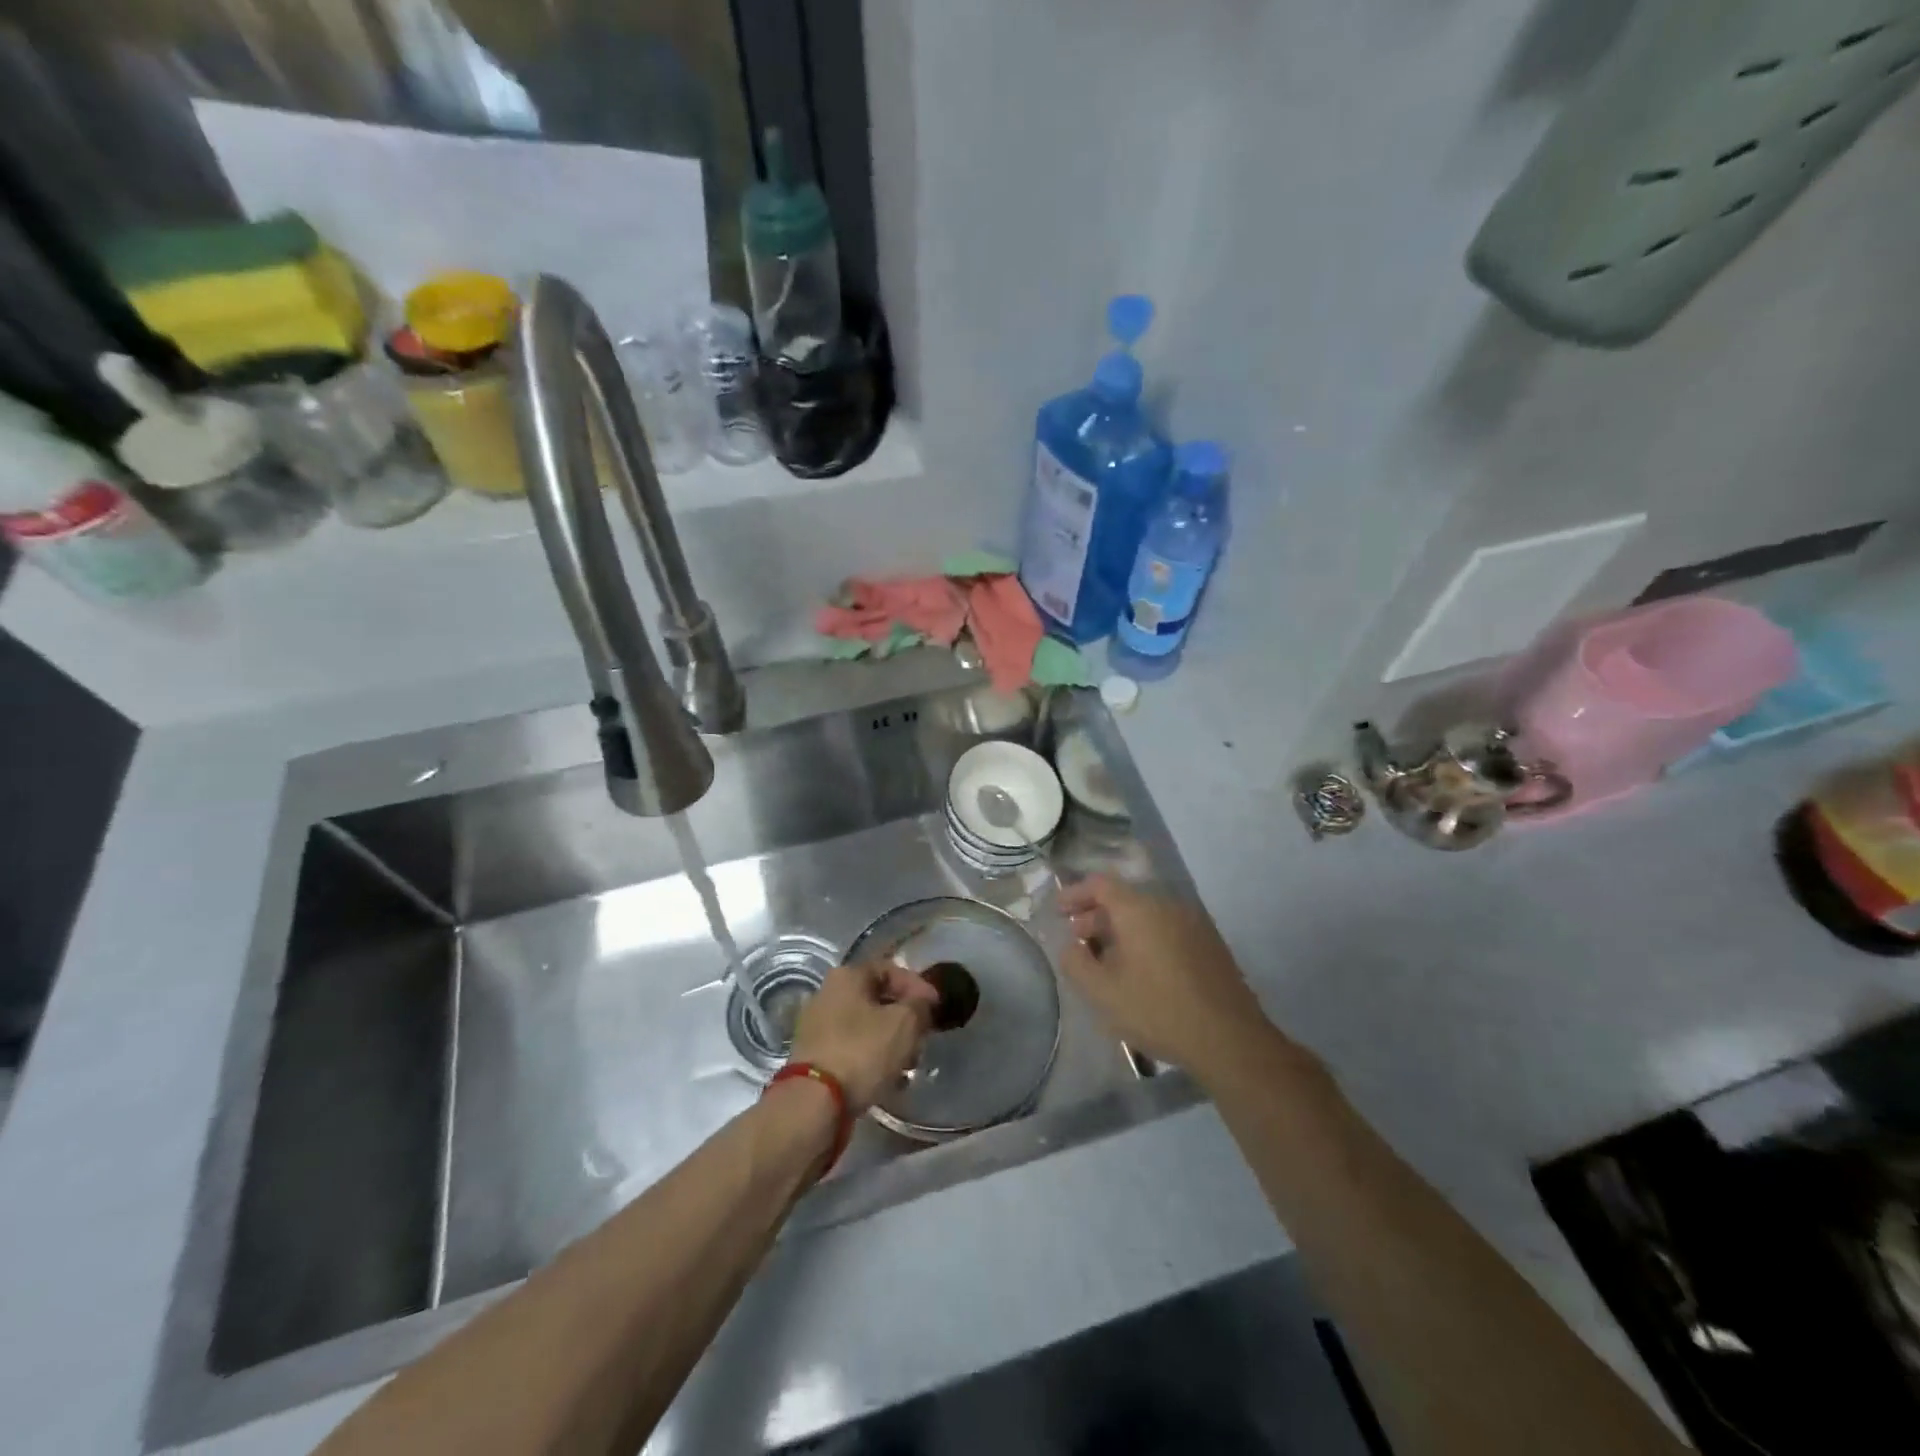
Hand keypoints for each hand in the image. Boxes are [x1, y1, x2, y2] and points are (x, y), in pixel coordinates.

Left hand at [789, 960, 937, 1111]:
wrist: (813, 1103)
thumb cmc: (862, 1052)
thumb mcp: (904, 1023)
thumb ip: (920, 1006)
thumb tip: (922, 1002)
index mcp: (847, 976)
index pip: (890, 969)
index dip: (917, 986)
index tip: (935, 1008)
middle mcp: (827, 994)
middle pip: (877, 999)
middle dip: (904, 1017)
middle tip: (922, 1037)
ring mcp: (817, 1026)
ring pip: (865, 1025)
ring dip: (890, 1040)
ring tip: (909, 1063)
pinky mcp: (814, 1056)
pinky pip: (851, 1048)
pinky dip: (871, 1057)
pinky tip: (888, 1078)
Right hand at [1059, 875, 1270, 1071]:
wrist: (1229, 1039)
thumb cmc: (1157, 1010)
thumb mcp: (1102, 991)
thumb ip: (1075, 962)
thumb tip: (1071, 946)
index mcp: (1139, 908)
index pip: (1100, 883)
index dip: (1075, 894)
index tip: (1058, 912)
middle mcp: (1167, 905)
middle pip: (1124, 898)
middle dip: (1095, 915)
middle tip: (1077, 940)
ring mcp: (1193, 923)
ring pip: (1147, 915)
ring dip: (1120, 929)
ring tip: (1106, 959)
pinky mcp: (1209, 944)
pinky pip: (1166, 929)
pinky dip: (1145, 939)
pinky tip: (1139, 971)